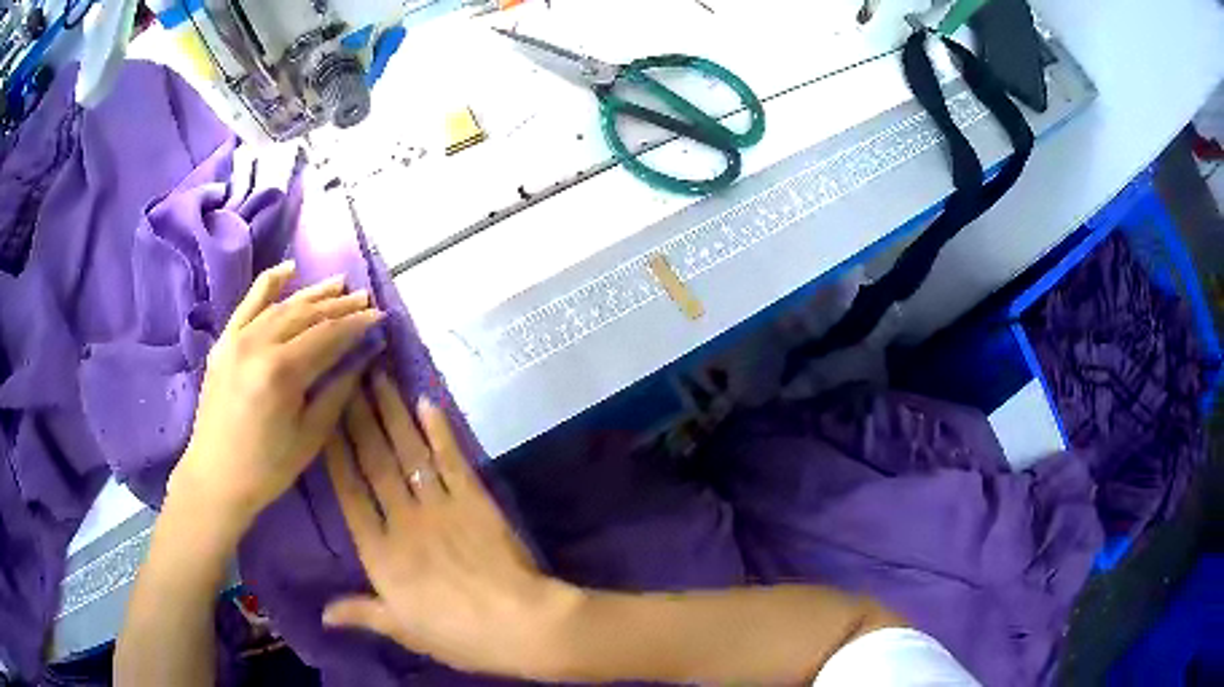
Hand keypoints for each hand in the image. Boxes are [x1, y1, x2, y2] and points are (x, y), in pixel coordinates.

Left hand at [171, 261, 382, 531]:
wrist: (215, 477)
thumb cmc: (267, 467)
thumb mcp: (310, 437)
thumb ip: (336, 391)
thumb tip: (361, 359)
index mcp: (282, 372)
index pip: (328, 335)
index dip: (356, 324)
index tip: (380, 316)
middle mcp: (258, 344)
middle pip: (306, 314)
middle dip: (339, 305)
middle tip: (365, 298)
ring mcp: (237, 339)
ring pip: (282, 305)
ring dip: (313, 293)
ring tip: (339, 284)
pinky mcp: (224, 342)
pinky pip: (248, 303)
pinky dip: (269, 283)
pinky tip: (289, 268)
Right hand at [322, 374, 581, 678]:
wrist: (518, 625)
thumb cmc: (455, 634)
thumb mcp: (402, 630)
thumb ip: (360, 613)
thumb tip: (321, 615)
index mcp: (380, 554)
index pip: (348, 494)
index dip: (335, 453)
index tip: (324, 417)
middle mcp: (403, 520)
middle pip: (374, 461)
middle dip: (358, 416)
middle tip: (348, 375)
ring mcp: (440, 506)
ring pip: (408, 451)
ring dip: (391, 412)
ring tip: (377, 375)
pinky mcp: (475, 499)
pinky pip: (452, 459)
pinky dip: (439, 430)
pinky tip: (426, 402)